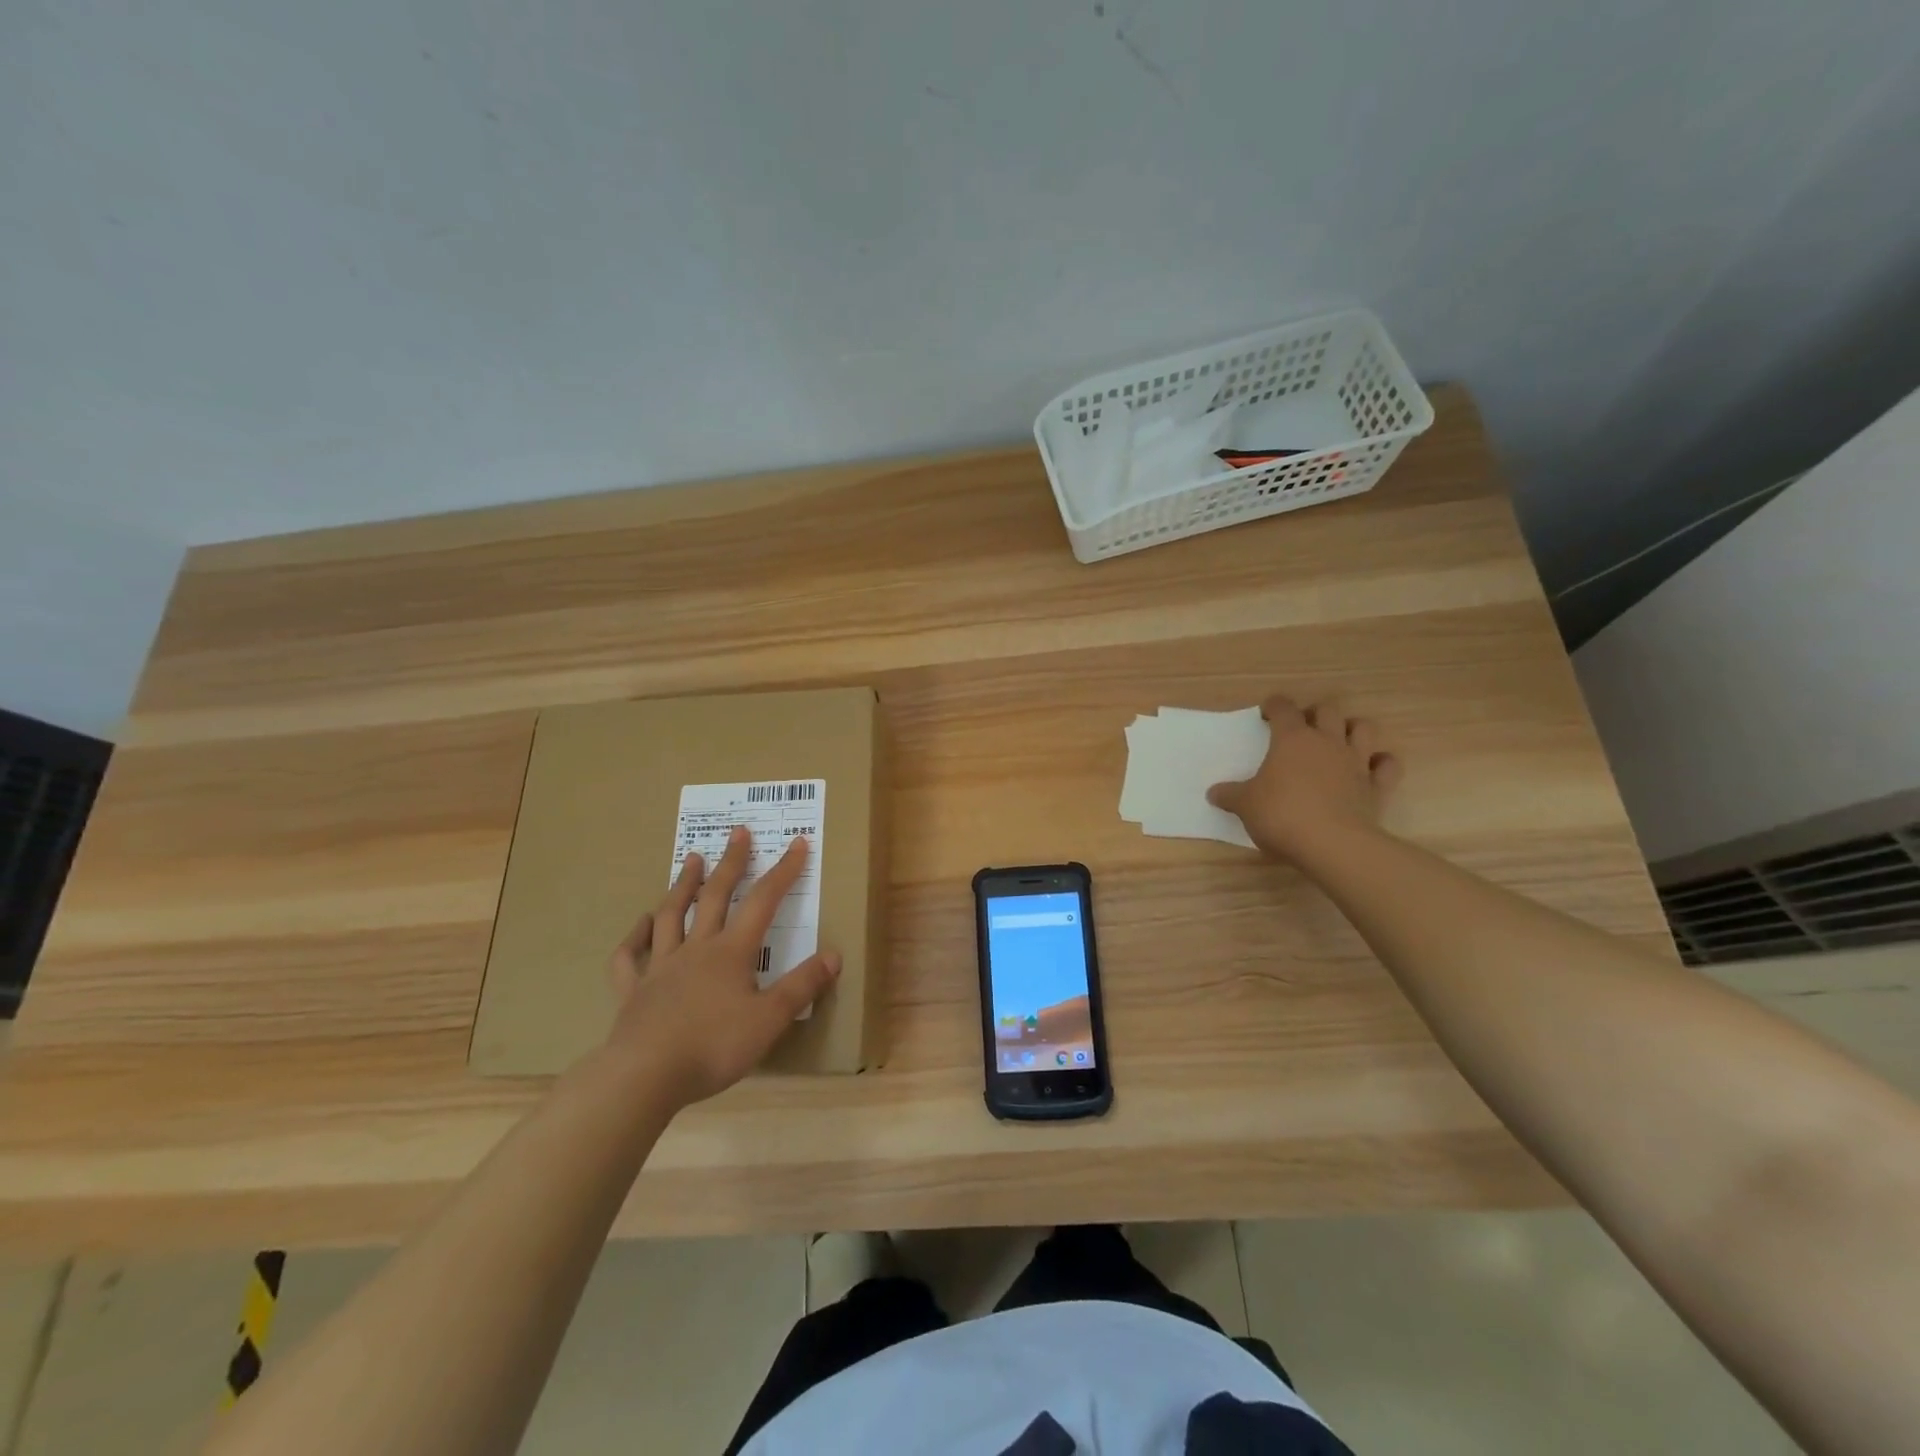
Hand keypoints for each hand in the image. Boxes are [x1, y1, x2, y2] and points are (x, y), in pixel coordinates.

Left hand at [604, 825, 839, 1108]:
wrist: (644, 1076)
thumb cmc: (713, 1046)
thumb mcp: (770, 1019)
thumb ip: (802, 986)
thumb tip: (833, 954)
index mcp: (731, 952)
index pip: (764, 902)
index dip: (783, 871)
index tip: (797, 843)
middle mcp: (696, 949)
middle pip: (716, 896)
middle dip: (731, 863)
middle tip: (738, 832)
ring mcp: (660, 967)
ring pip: (671, 916)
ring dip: (683, 885)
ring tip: (693, 859)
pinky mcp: (632, 991)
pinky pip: (629, 957)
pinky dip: (634, 937)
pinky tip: (640, 925)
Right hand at [1207, 694, 1402, 859]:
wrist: (1332, 844)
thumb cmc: (1281, 815)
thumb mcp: (1245, 805)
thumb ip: (1230, 795)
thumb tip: (1214, 792)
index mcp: (1292, 739)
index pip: (1283, 708)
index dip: (1274, 706)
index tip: (1266, 713)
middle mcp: (1327, 742)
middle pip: (1327, 711)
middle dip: (1315, 713)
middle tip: (1302, 728)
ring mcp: (1356, 762)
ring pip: (1364, 728)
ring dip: (1352, 729)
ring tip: (1339, 740)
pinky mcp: (1377, 787)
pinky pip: (1387, 765)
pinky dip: (1381, 762)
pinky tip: (1371, 768)